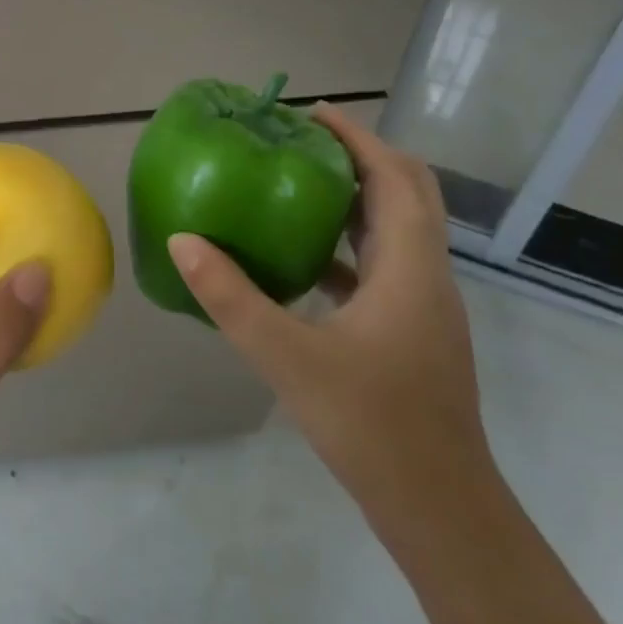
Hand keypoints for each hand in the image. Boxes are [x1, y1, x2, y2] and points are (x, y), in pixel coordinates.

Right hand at [166, 106, 492, 536]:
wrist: (440, 509)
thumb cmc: (372, 425)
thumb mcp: (287, 357)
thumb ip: (230, 296)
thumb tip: (182, 241)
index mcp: (409, 268)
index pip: (394, 177)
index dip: (357, 138)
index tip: (310, 114)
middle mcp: (426, 275)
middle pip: (406, 193)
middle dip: (360, 157)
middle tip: (301, 142)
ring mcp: (424, 306)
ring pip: (397, 229)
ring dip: (356, 197)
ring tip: (296, 185)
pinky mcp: (412, 331)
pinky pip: (383, 265)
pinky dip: (348, 243)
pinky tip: (301, 258)